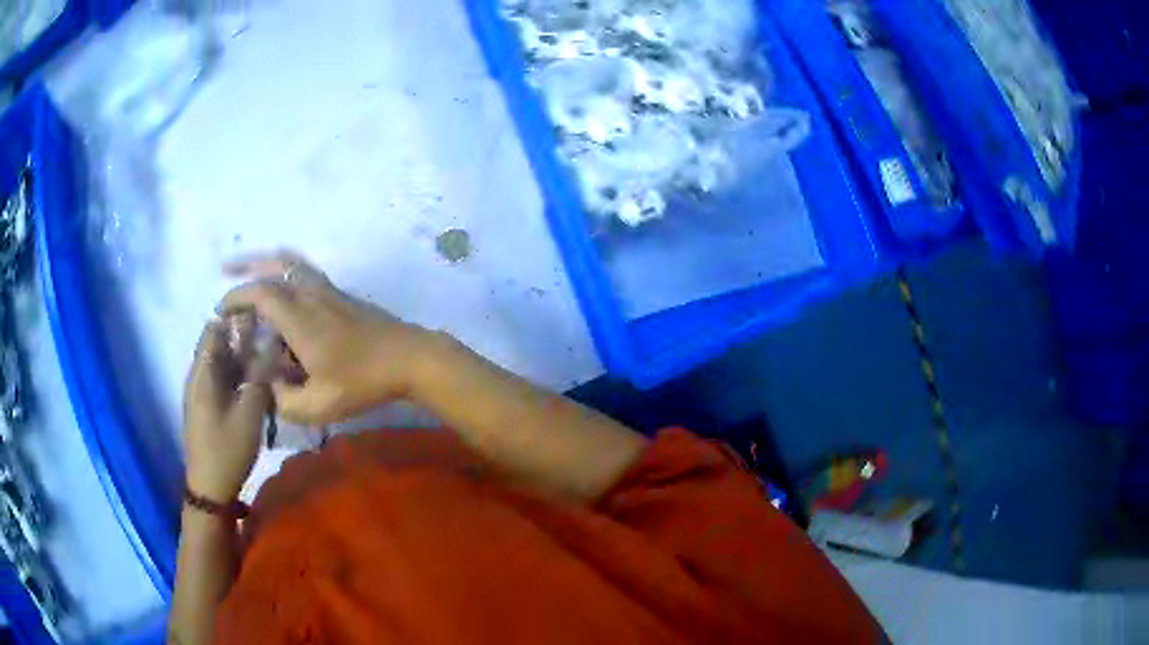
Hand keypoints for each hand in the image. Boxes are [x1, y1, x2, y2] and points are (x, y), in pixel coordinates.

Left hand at [183, 319, 270, 501]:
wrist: (209, 487)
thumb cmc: (227, 448)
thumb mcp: (249, 413)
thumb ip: (260, 376)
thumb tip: (271, 344)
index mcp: (203, 372)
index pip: (215, 328)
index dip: (235, 318)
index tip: (262, 318)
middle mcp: (198, 376)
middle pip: (218, 345)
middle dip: (242, 339)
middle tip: (271, 343)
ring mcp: (199, 393)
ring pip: (221, 364)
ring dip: (241, 360)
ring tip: (268, 363)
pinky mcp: (205, 408)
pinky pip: (220, 381)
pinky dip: (237, 377)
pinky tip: (255, 386)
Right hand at [219, 251, 448, 425]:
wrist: (410, 357)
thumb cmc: (364, 382)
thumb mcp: (319, 406)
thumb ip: (285, 400)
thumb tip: (268, 385)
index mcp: (300, 318)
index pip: (260, 294)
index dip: (236, 297)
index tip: (221, 310)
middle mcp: (311, 294)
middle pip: (274, 266)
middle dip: (245, 268)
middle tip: (225, 269)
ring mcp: (328, 289)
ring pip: (292, 262)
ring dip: (267, 261)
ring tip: (250, 267)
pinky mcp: (340, 294)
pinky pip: (305, 271)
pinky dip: (286, 269)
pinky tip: (283, 283)